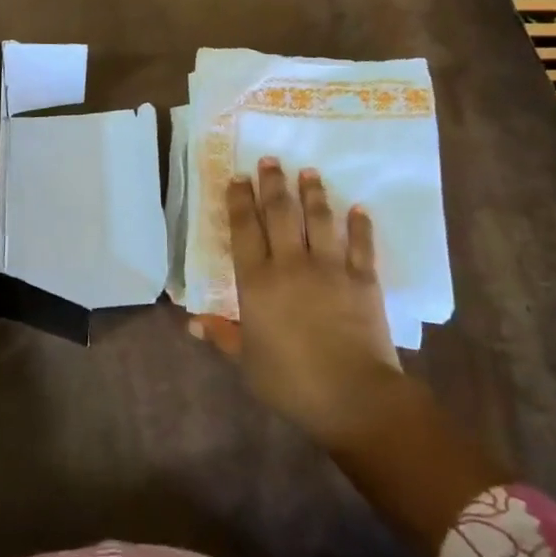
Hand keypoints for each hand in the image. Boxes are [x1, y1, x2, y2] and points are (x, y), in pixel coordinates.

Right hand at [194, 159, 404, 452]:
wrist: (354, 396)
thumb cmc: (291, 383)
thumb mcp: (247, 363)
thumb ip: (222, 336)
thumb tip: (191, 322)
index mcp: (257, 281)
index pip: (244, 229)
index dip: (239, 201)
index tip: (238, 178)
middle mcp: (291, 263)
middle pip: (280, 213)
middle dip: (272, 184)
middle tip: (269, 160)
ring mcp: (330, 267)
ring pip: (319, 219)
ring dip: (313, 193)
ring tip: (308, 172)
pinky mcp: (364, 278)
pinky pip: (361, 243)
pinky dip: (360, 224)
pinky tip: (358, 208)